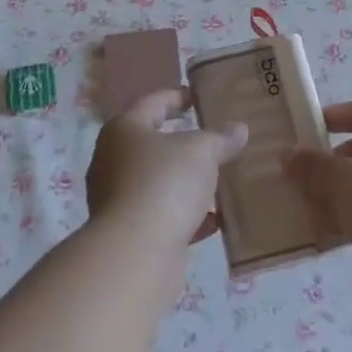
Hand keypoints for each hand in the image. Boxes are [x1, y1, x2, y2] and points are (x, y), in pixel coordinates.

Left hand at [86, 88, 247, 246]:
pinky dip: (186, 214)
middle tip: (215, 139)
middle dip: (185, 142)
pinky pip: (162, 214)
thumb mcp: (201, 151)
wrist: (135, 255)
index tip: (201, 98)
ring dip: (187, 181)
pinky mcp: (128, 231)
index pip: (153, 102)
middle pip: (153, 142)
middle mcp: (113, 159)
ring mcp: (117, 198)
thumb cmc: (164, 184)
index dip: (179, 97)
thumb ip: (220, 137)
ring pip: (158, 180)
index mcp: (124, 129)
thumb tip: (238, 129)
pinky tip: (215, 220)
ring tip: (219, 178)